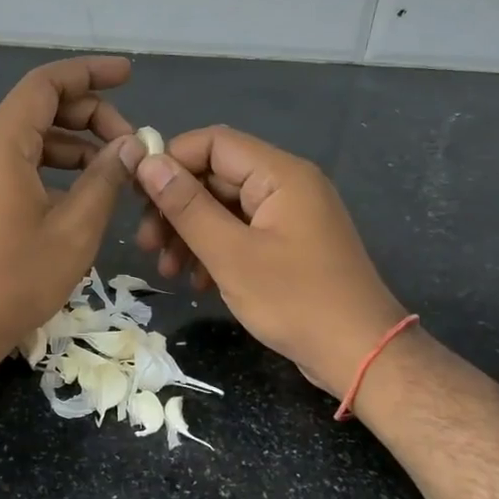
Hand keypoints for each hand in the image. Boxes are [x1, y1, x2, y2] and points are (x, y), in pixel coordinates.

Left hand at [0, 56, 139, 377]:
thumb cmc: (13, 280)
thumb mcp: (73, 230)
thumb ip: (105, 180)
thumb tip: (130, 146)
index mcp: (1, 143)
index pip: (46, 83)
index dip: (90, 73)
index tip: (128, 74)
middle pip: (39, 108)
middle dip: (89, 115)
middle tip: (130, 144)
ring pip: (29, 137)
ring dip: (73, 144)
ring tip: (115, 170)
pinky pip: (15, 163)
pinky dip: (51, 166)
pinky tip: (80, 192)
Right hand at [122, 126, 406, 394]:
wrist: (361, 356)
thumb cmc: (296, 301)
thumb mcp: (231, 254)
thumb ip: (187, 206)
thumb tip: (148, 162)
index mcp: (280, 174)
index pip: (213, 142)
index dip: (171, 161)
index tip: (137, 195)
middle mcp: (286, 185)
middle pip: (215, 176)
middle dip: (175, 207)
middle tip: (145, 244)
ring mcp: (289, 216)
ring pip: (223, 207)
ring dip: (189, 233)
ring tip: (167, 271)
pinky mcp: (288, 244)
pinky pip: (240, 232)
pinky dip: (213, 250)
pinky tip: (196, 281)